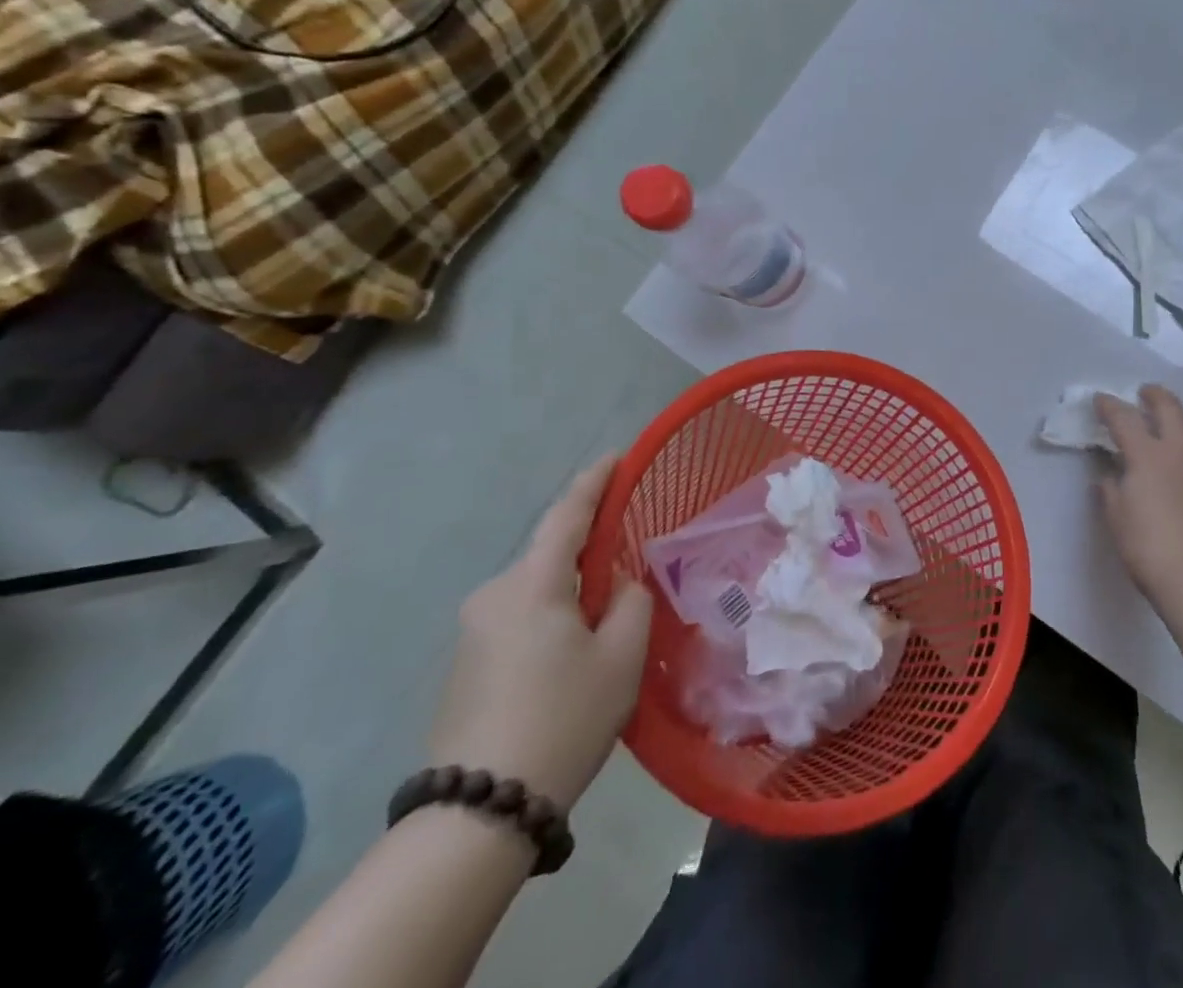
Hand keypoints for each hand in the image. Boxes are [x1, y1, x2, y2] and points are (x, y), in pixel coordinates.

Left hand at [427, 456, 651, 811]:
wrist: (479, 812)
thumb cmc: (563, 718)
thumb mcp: (622, 655)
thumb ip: (632, 601)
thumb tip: (618, 587)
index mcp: (532, 584)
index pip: (567, 514)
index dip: (595, 481)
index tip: (617, 456)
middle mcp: (493, 595)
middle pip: (552, 556)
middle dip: (590, 554)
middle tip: (631, 573)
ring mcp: (472, 632)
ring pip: (537, 591)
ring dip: (572, 594)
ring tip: (607, 627)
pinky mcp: (464, 665)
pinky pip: (519, 620)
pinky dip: (551, 620)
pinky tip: (571, 657)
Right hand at [1093, 386, 1182, 606]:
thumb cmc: (1148, 548)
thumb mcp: (1116, 517)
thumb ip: (1111, 490)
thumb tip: (1110, 476)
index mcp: (1147, 455)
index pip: (1124, 418)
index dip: (1109, 405)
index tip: (1100, 400)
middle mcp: (1179, 451)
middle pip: (1169, 407)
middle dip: (1153, 395)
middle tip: (1143, 394)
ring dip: (1181, 414)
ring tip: (1172, 419)